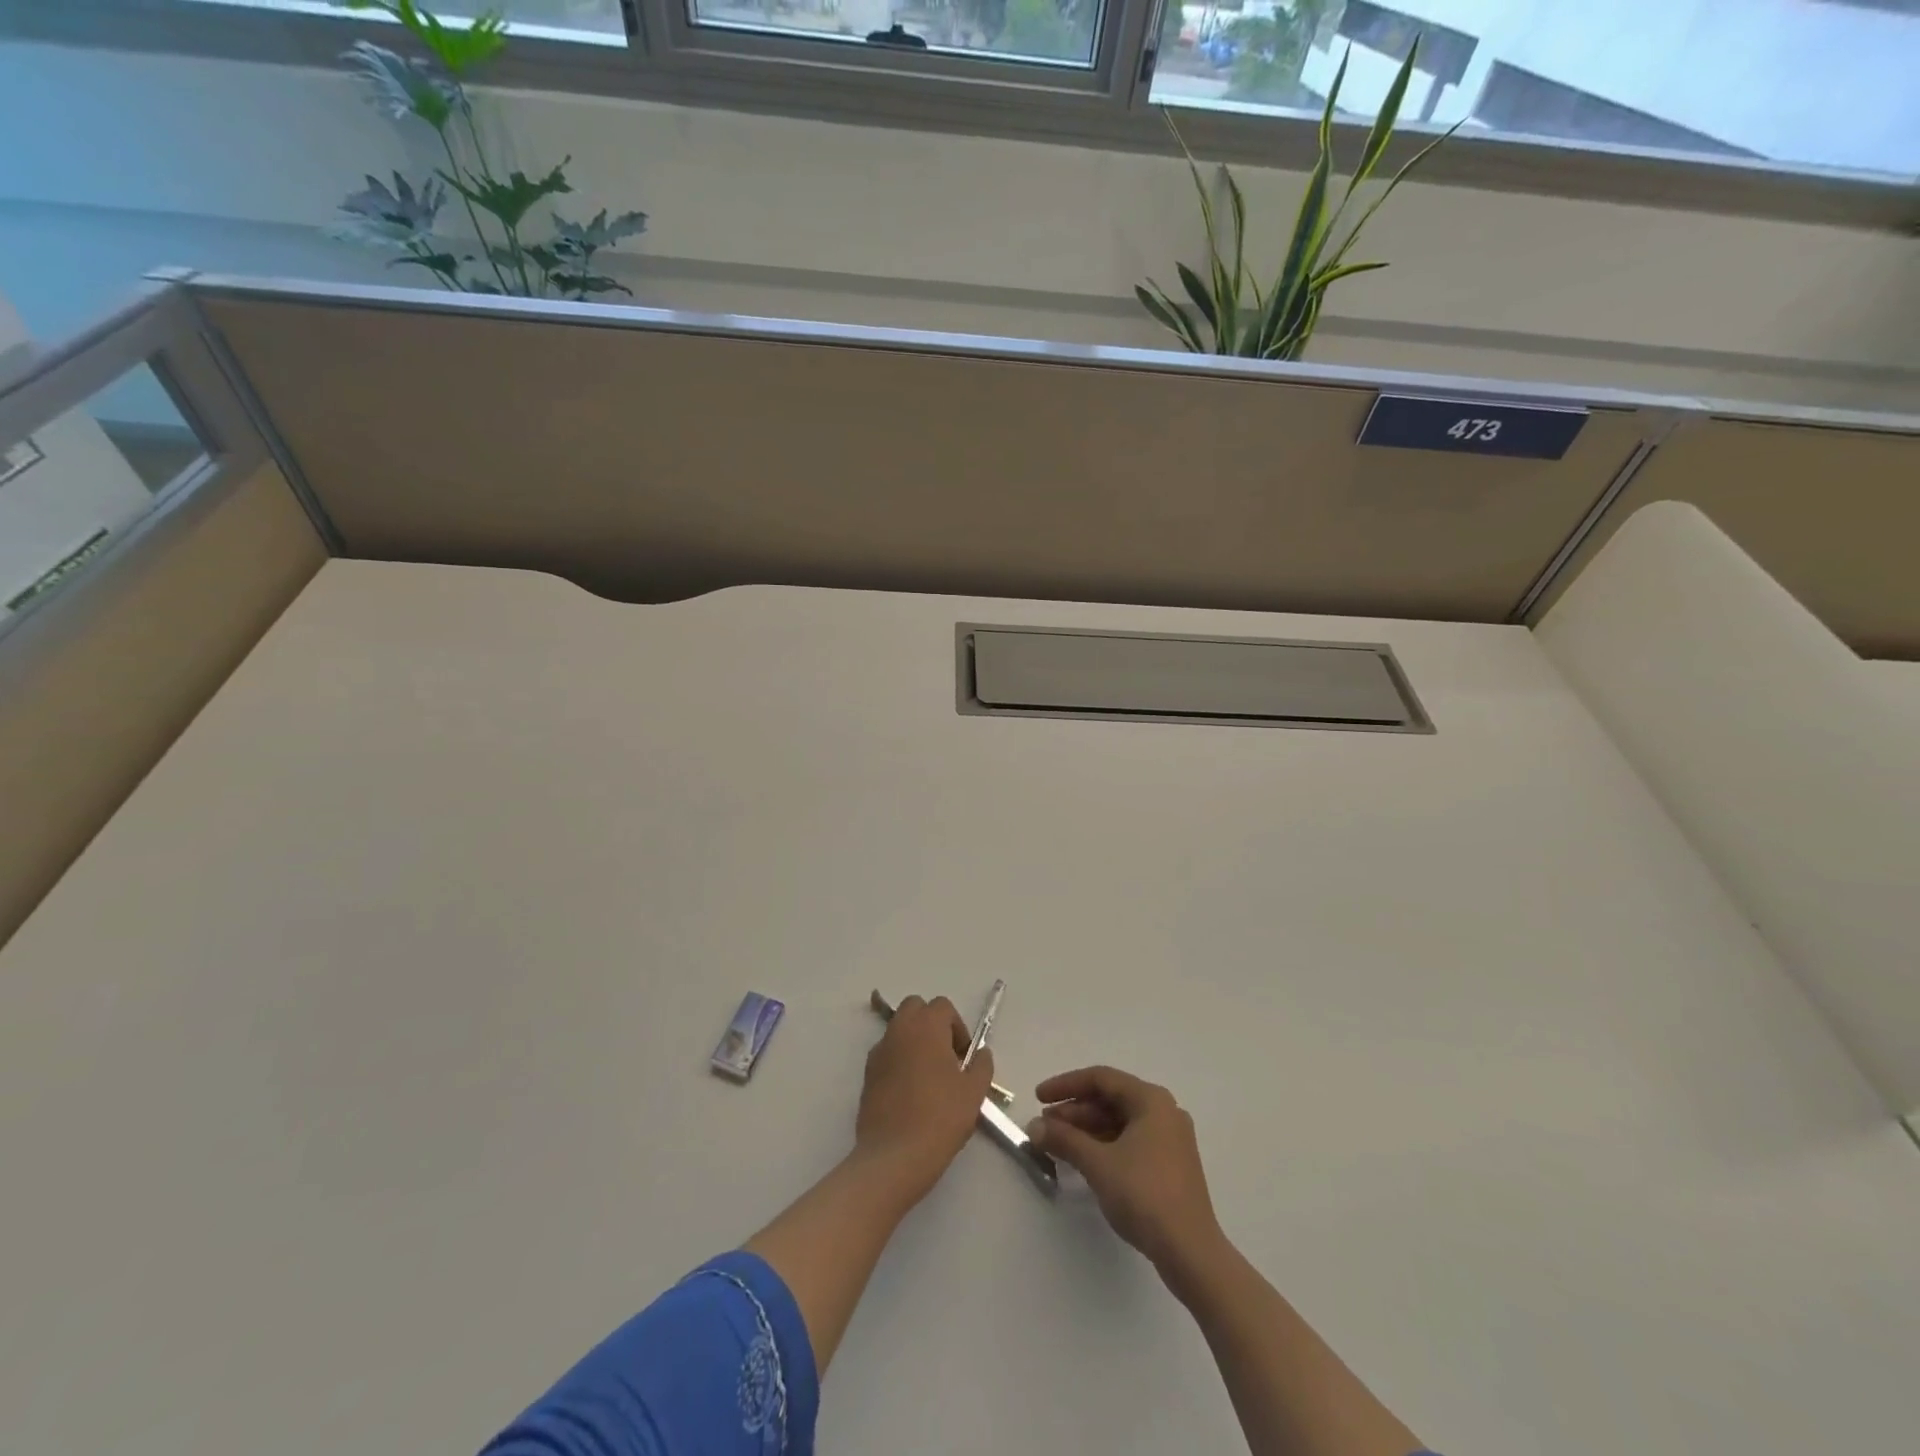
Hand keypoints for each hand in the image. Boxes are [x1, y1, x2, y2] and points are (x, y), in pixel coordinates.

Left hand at [854, 995, 995, 1205]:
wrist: (894, 1156)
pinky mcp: (867, 1074)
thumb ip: (981, 1065)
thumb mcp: (974, 1092)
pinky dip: (899, 1061)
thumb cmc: (940, 1118)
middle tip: (946, 1058)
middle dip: (932, 1025)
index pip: (942, 1006)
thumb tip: (981, 1053)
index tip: (964, 1058)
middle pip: (916, 1009)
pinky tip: (910, 1094)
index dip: (957, 1027)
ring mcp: (879, 1051)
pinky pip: (887, 1054)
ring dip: (915, 1042)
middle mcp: (899, 1030)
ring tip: (929, 1078)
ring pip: (899, 1030)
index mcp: (926, 1026)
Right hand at [1028, 1065, 1223, 1273]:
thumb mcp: (1098, 1164)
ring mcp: (1169, 1140)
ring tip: (1056, 1143)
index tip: (1038, 1098)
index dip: (1065, 1085)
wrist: (1191, 1253)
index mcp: (1151, 1100)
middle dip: (1074, 1111)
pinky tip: (1082, 1159)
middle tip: (1044, 1126)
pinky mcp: (1169, 1165)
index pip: (1101, 1079)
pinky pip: (1129, 1142)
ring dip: (1086, 1130)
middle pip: (1110, 1100)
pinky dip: (1103, 1146)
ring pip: (1119, 1123)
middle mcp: (1163, 1112)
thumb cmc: (1144, 1195)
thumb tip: (1033, 1127)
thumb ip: (1064, 1140)